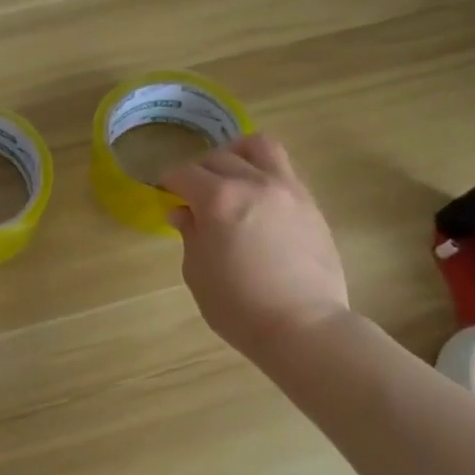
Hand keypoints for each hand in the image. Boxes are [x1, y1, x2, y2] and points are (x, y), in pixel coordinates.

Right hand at [161, 133, 350, 362]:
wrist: (304, 327)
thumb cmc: (238, 306)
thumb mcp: (197, 272)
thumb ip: (190, 234)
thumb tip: (183, 212)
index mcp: (218, 199)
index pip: (184, 174)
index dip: (169, 182)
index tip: (164, 193)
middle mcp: (253, 183)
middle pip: (218, 158)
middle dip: (199, 171)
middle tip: (193, 194)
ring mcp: (287, 190)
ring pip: (259, 147)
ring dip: (237, 155)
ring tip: (231, 176)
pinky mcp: (310, 204)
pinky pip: (283, 171)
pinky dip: (263, 175)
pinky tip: (257, 201)